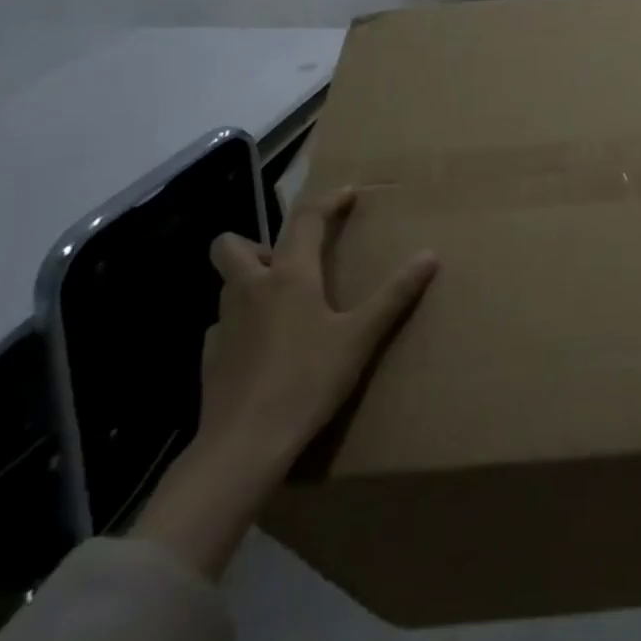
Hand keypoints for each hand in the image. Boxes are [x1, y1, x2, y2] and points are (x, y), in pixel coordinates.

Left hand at [133, 189, 435, 579]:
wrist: (244, 445)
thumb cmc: (308, 381)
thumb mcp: (360, 337)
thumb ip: (394, 294)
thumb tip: (429, 255)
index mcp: (289, 276)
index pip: (307, 221)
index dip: (328, 202)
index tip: (347, 195)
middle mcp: (250, 290)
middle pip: (231, 245)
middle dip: (257, 242)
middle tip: (292, 262)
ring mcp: (224, 324)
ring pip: (228, 285)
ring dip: (252, 281)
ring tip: (285, 304)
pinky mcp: (211, 358)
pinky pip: (224, 325)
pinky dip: (243, 324)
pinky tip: (265, 348)